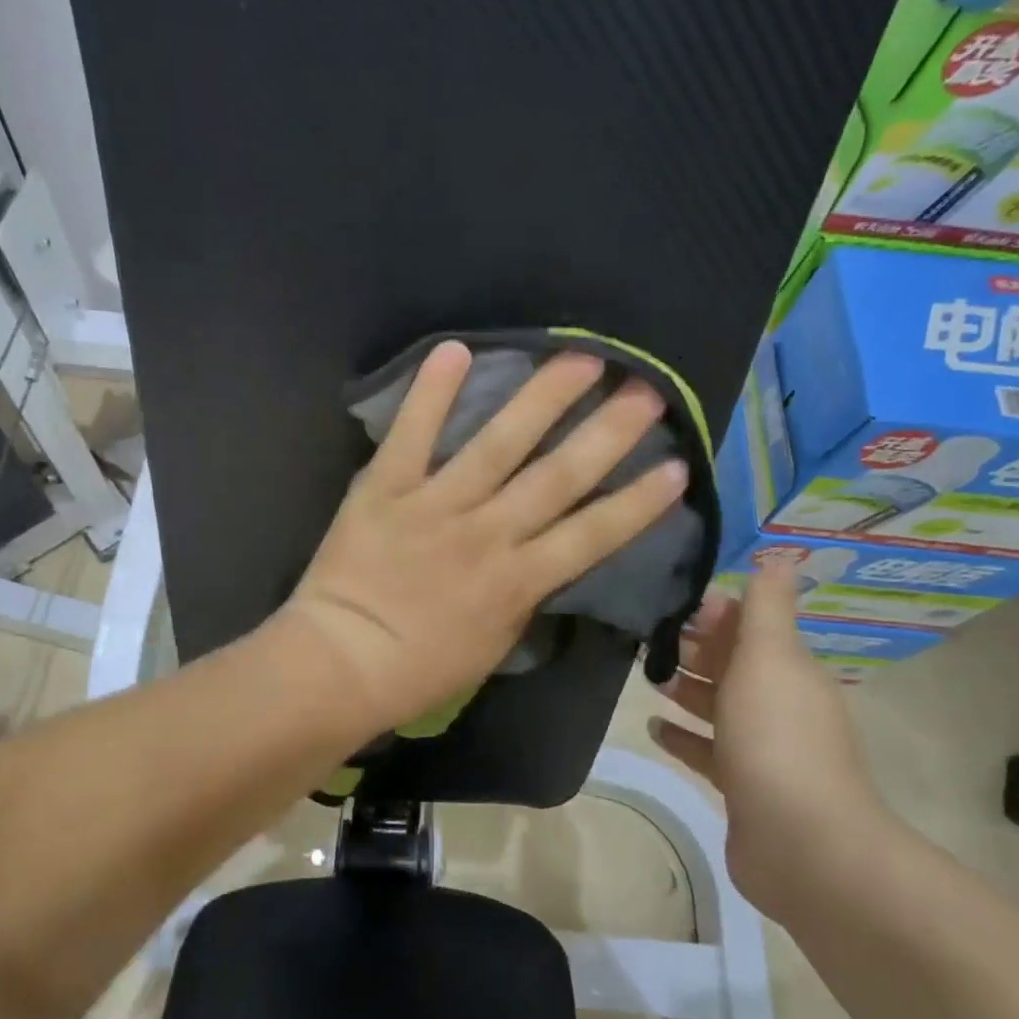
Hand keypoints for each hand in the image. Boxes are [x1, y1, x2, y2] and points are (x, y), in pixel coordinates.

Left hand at [272, 340, 687, 739]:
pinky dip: (432, 393)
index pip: (594, 535)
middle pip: (559, 476)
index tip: (677, 465)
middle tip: (645, 390)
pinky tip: (457, 349)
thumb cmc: (419, 669)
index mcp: (519, 581)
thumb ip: (526, 595)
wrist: (341, 663)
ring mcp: (437, 505)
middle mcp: (488, 533)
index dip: (639, 501)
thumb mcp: (494, 644)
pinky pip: (412, 434)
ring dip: (543, 399)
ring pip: (499, 444)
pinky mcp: (387, 488)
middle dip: (608, 433)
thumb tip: (546, 556)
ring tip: (580, 358)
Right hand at [648, 559, 897, 922]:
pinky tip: (653, 727)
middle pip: (730, 664)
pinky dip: (682, 736)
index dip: (713, 611)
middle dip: (692, 646)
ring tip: (643, 674)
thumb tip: (781, 552)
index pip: (748, 625)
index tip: (667, 599)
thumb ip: (767, 606)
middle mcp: (778, 704)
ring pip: (716, 706)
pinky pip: (706, 751)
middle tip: (641, 634)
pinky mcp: (742, 786)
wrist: (802, 844)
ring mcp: (761, 748)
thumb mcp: (770, 657)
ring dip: (683, 687)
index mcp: (787, 669)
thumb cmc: (777, 737)